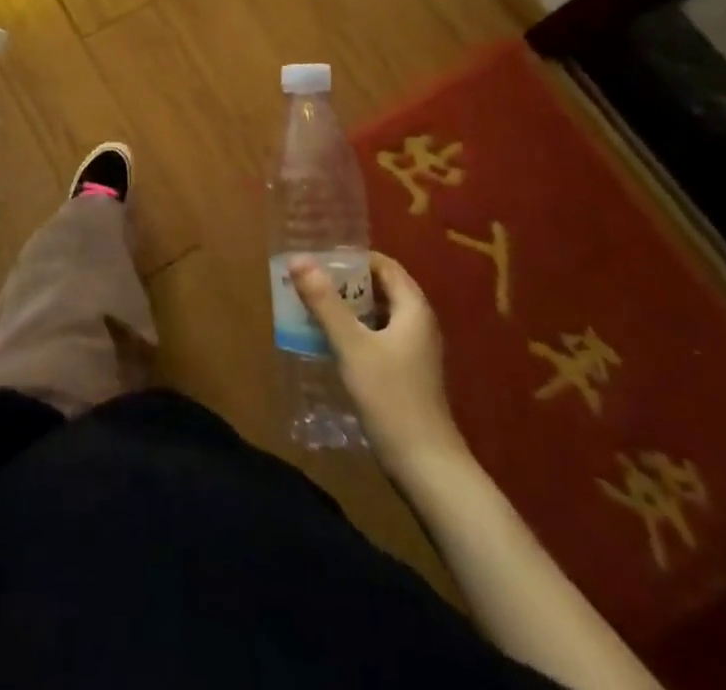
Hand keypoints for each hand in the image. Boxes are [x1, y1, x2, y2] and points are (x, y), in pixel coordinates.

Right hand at [290, 252, 468, 481]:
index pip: (383, 265)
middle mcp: (418, 323)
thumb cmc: (391, 398)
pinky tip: (329, 343)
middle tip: (309, 282)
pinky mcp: (406, 374)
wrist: (427, 468)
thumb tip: (298, 259)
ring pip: (377, 315)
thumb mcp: (352, 346)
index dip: (353, 258)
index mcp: (413, 308)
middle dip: (345, 283)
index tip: (319, 260)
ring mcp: (414, 351)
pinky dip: (354, 332)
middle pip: (379, 289)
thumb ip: (325, 302)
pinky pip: (377, 338)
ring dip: (347, 309)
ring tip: (312, 308)